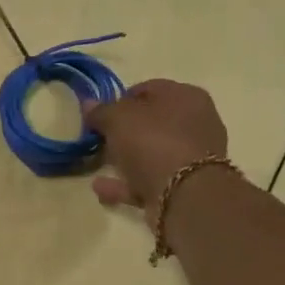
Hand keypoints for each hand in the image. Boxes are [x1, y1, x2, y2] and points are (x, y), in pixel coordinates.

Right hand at [84, 80, 229, 222]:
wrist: (185, 195)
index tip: (100, 114)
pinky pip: (148, 180)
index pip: (149, 89)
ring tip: (97, 164)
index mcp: (186, 96)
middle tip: (99, 139)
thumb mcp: (119, 119)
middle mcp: (195, 123)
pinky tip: (100, 187)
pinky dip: (125, 183)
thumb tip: (89, 103)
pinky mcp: (183, 186)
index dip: (120, 99)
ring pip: (151, 153)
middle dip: (124, 131)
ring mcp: (191, 157)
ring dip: (124, 159)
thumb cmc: (154, 142)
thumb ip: (102, 111)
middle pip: (152, 123)